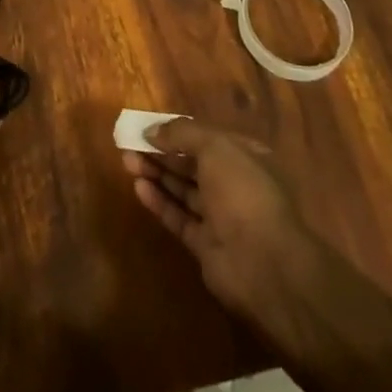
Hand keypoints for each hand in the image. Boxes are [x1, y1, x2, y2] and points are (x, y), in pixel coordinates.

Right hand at [121, 118, 321, 333]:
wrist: (264, 264)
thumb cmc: (243, 192)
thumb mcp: (215, 147)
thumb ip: (181, 134)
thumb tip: (152, 130)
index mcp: (244, 157)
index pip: (206, 139)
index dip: (177, 132)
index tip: (148, 127)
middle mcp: (233, 185)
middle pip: (191, 164)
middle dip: (161, 152)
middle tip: (129, 143)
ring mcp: (220, 217)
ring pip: (183, 190)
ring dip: (156, 173)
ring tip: (126, 160)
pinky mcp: (206, 246)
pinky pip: (179, 218)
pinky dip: (159, 202)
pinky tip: (138, 188)